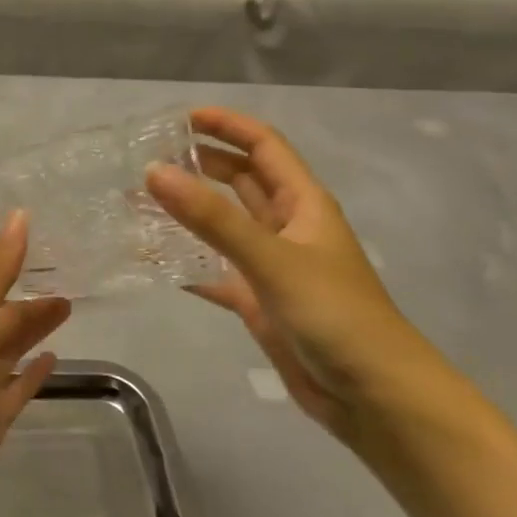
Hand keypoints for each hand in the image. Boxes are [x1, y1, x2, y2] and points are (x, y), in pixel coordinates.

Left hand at [0, 212, 67, 516]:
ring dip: (35, 333)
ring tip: (67, 311)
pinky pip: (18, 387)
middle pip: (6, 320)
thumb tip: (19, 214)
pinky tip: (52, 361)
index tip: (49, 251)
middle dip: (32, 304)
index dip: (17, 269)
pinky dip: (33, 373)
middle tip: (70, 286)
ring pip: (13, 350)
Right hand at [146, 107, 450, 442]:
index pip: (263, 145)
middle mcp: (287, 226)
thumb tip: (154, 170)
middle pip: (242, 180)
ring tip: (140, 202)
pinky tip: (153, 261)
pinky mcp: (260, 302)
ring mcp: (272, 265)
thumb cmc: (335, 315)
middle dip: (202, 164)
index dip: (226, 126)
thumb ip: (212, 217)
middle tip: (150, 157)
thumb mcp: (272, 258)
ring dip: (189, 212)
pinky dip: (188, 263)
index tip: (179, 118)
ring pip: (224, 225)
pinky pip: (215, 271)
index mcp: (302, 203)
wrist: (376, 399)